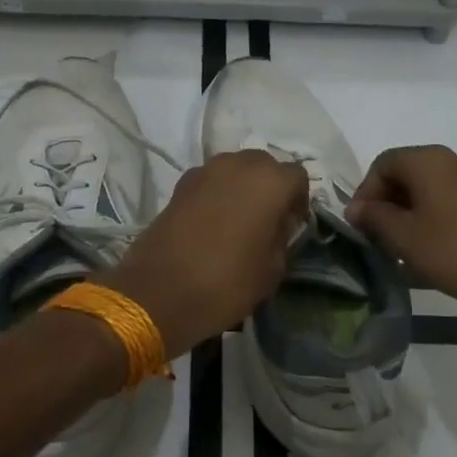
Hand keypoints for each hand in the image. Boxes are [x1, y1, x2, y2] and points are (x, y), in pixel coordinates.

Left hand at [100, 150, 309, 355]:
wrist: (159, 292)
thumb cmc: (226, 283)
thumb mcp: (272, 269)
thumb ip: (282, 236)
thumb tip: (278, 222)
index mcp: (269, 181)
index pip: (297, 177)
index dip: (298, 200)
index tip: (291, 225)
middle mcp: (238, 165)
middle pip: (265, 165)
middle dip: (270, 187)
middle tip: (267, 220)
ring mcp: (205, 171)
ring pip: (235, 169)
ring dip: (242, 187)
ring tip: (239, 221)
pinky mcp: (180, 184)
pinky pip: (210, 180)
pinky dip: (217, 193)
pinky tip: (212, 223)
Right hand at [345, 145, 456, 335]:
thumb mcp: (404, 238)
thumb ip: (375, 217)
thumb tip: (358, 208)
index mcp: (430, 161)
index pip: (383, 164)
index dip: (364, 193)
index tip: (359, 226)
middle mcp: (456, 160)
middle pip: (407, 172)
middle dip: (386, 203)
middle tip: (377, 238)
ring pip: (431, 188)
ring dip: (409, 212)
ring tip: (402, 248)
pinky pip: (452, 200)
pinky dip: (434, 217)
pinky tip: (432, 249)